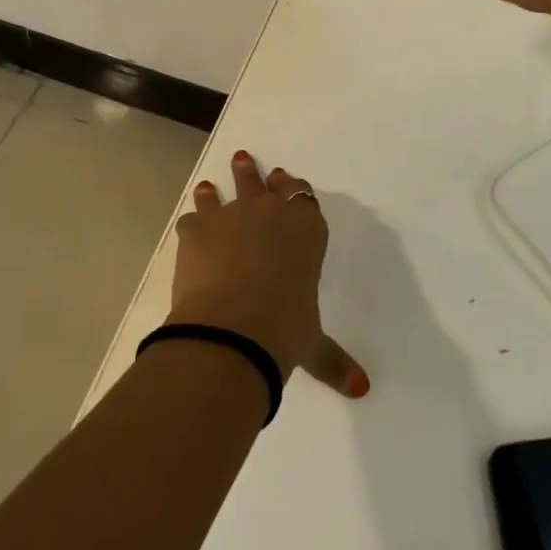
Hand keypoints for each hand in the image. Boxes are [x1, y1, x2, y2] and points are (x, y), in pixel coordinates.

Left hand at [169, 151, 368, 400]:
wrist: (234, 326)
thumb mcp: (313, 345)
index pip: (302, 197)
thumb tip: (362, 389)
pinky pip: (193, 217)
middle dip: (254, 174)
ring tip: (209, 184)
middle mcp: (271, 213)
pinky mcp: (198, 229)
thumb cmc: (285, 329)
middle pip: (264, 183)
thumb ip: (334, 361)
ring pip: (226, 192)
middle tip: (243, 160)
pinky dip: (192, 222)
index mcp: (307, 230)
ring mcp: (232, 215)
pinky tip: (188, 227)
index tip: (284, 181)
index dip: (293, 188)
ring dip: (218, 188)